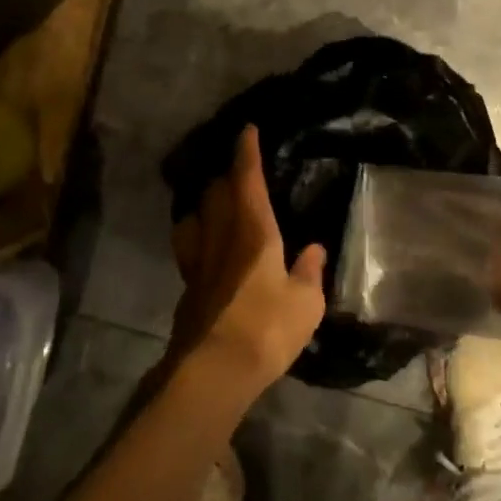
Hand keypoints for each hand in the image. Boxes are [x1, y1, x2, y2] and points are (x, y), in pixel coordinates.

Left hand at [168, 126, 326, 400]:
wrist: (213, 370)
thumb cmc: (267, 329)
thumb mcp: (306, 303)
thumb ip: (309, 272)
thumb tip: (313, 249)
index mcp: (253, 231)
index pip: (247, 179)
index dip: (247, 152)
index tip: (247, 130)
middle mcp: (221, 237)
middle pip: (215, 192)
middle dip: (226, 175)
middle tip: (239, 172)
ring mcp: (198, 261)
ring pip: (194, 215)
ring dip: (205, 203)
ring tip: (218, 204)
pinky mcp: (187, 286)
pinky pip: (189, 246)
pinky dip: (197, 234)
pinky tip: (206, 246)